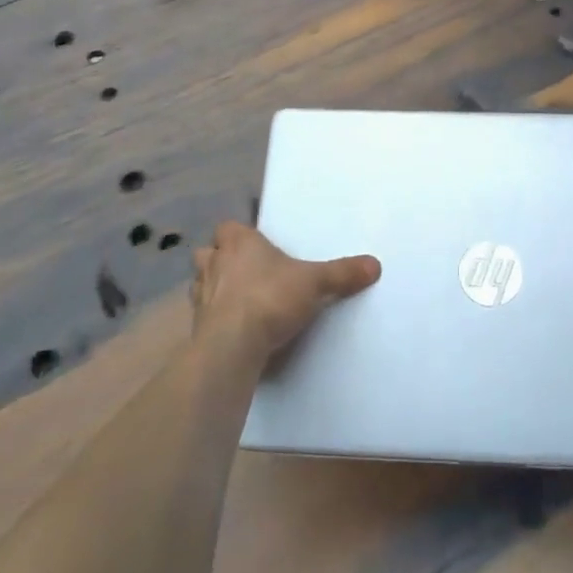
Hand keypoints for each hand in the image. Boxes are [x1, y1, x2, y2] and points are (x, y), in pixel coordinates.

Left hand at [190, 221, 380, 365]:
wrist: (233, 345)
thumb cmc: (271, 298)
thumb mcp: (315, 283)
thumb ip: (342, 274)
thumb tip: (375, 265)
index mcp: (239, 243)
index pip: (228, 227)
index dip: (238, 234)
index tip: (255, 243)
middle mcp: (215, 263)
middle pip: (208, 252)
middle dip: (220, 259)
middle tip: (244, 270)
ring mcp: (201, 296)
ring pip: (200, 282)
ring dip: (213, 287)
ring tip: (236, 299)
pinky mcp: (197, 326)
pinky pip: (203, 315)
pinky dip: (214, 318)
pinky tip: (233, 328)